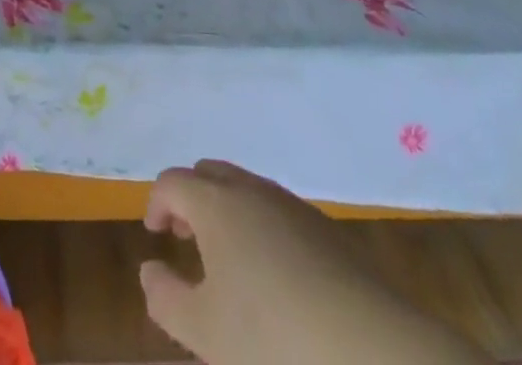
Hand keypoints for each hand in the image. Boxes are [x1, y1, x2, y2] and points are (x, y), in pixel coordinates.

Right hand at [139, 160, 488, 364]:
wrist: (372, 351)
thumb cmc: (273, 340)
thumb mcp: (205, 333)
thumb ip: (166, 299)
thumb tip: (149, 269)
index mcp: (217, 203)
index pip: (173, 181)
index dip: (157, 202)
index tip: (155, 234)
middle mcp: (252, 190)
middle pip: (210, 173)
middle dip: (191, 197)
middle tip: (186, 236)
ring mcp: (293, 206)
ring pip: (247, 189)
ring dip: (227, 210)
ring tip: (227, 261)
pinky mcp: (326, 230)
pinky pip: (278, 211)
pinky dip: (260, 227)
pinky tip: (272, 277)